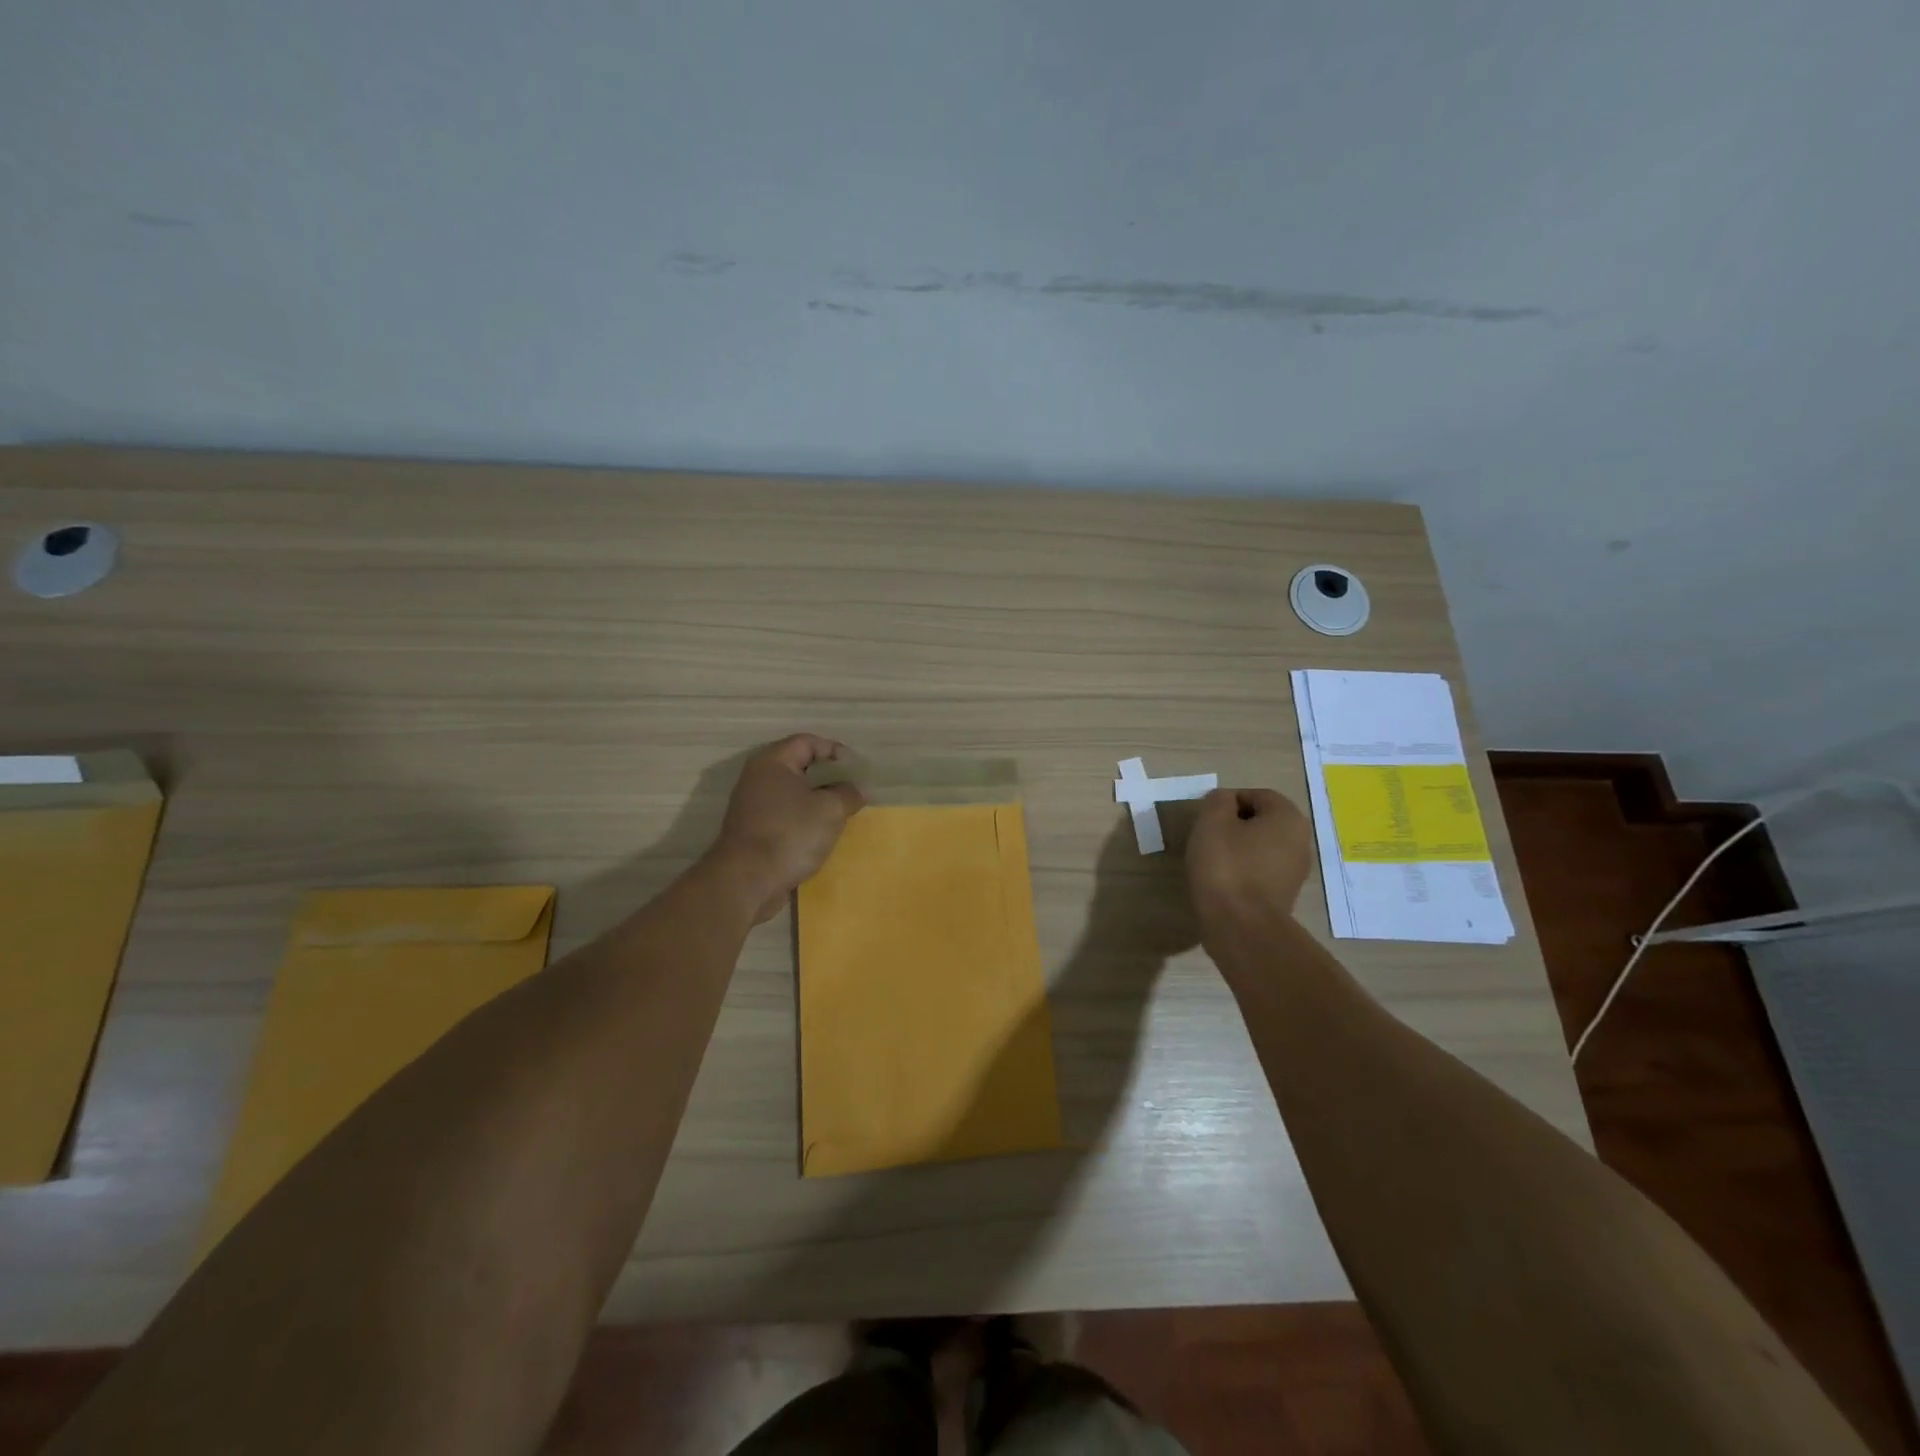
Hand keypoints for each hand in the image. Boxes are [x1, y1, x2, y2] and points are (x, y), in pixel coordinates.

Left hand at [710, 735, 864, 921]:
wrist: (746, 881)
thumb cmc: (790, 834)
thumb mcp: (830, 810)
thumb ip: (848, 793)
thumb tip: (858, 788)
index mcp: (773, 762)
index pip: (807, 742)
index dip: (835, 751)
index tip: (856, 770)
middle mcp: (758, 778)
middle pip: (799, 766)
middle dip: (828, 777)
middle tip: (851, 790)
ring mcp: (752, 805)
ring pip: (792, 793)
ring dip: (817, 800)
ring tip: (841, 813)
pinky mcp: (753, 830)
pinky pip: (784, 814)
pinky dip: (803, 819)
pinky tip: (820, 834)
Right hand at [1186, 787, 1314, 924]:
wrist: (1241, 926)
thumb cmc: (1226, 865)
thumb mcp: (1212, 822)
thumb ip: (1218, 801)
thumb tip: (1224, 801)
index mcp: (1288, 818)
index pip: (1257, 795)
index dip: (1228, 801)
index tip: (1206, 817)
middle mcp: (1300, 841)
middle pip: (1262, 821)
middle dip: (1234, 824)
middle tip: (1207, 836)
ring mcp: (1296, 871)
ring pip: (1262, 846)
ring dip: (1238, 848)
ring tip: (1212, 860)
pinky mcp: (1285, 895)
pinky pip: (1262, 870)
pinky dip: (1244, 870)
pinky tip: (1224, 881)